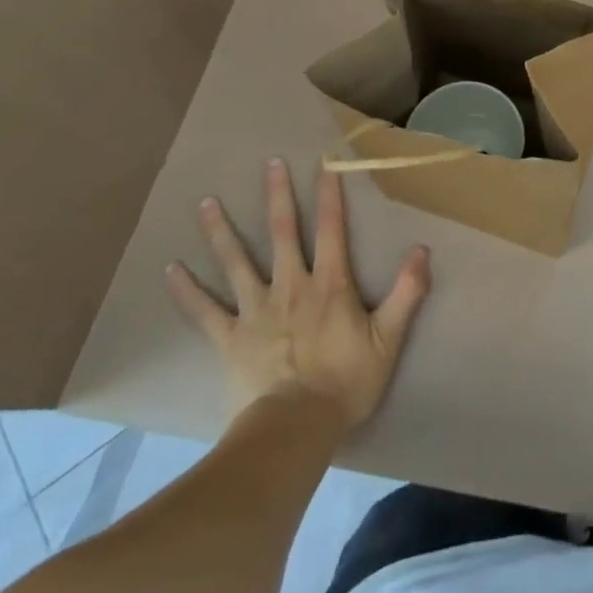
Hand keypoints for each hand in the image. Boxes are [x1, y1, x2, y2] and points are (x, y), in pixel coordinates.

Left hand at [166, 159, 430, 430]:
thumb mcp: (388, 339)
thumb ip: (407, 292)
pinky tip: (170, 270)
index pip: (332, 229)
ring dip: (222, 231)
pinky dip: (187, 291)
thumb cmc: (345, 383)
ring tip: (206, 202)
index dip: (331, 194)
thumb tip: (422, 249)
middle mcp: (291, 287)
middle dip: (278, 196)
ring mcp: (256, 311)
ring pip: (237, 263)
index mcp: (330, 284)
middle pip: (283, 233)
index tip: (326, 162)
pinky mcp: (230, 338)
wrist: (294, 430)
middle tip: (269, 163)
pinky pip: (204, 311)